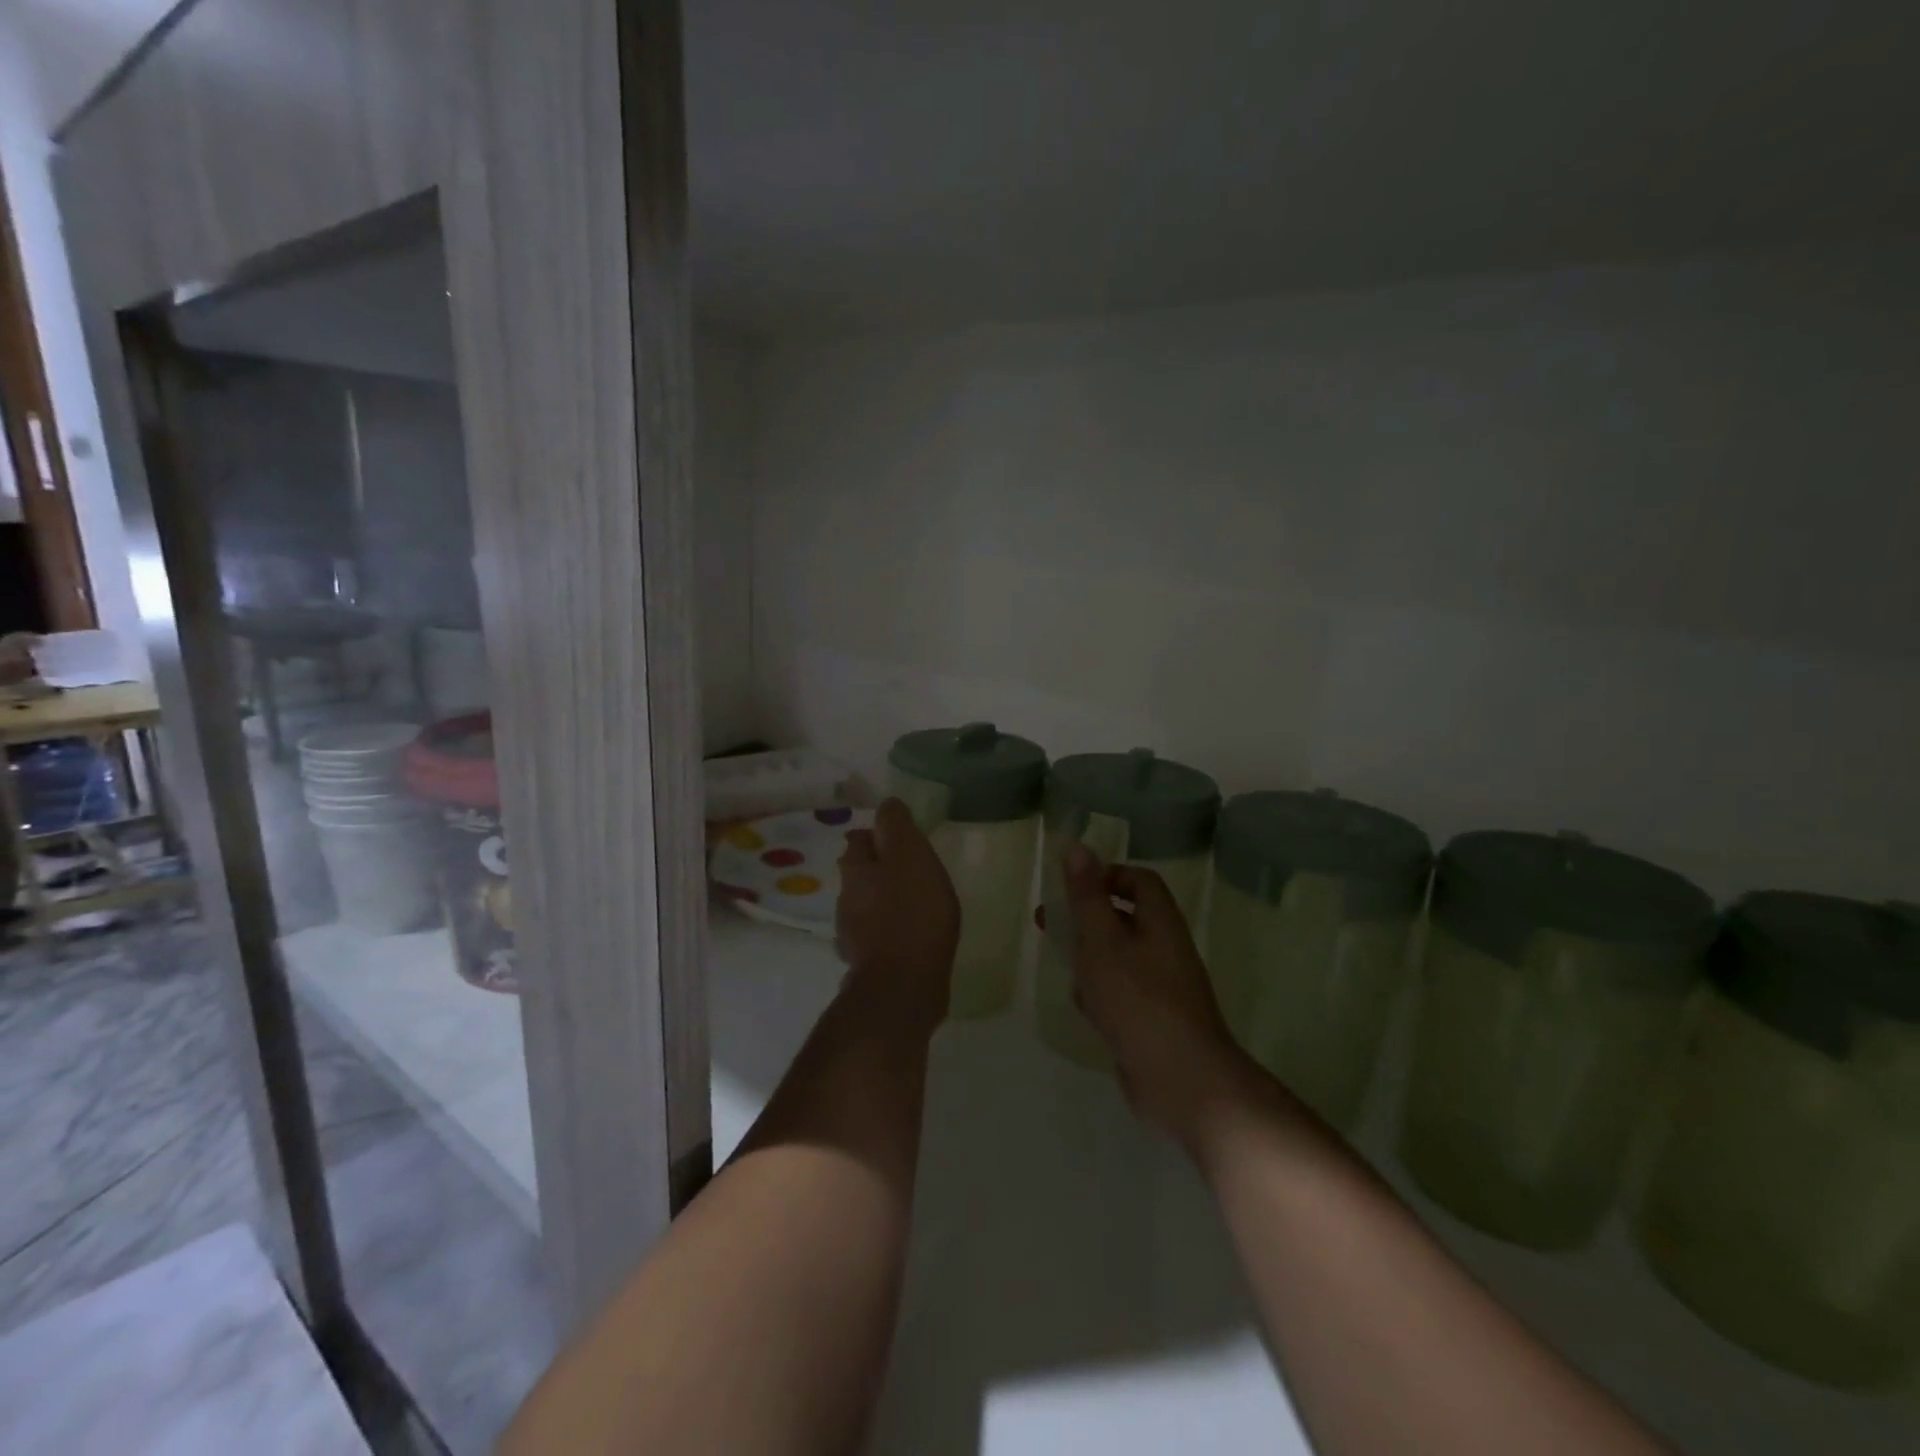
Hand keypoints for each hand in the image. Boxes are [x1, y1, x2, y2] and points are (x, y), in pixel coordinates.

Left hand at [835, 798, 960, 1033]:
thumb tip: (887, 804)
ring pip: (865, 905)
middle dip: (878, 868)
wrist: (902, 987)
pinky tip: (909, 936)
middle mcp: (846, 899)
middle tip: (910, 870)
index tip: (901, 839)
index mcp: (856, 869)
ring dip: (883, 900)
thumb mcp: (910, 856)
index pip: (859, 839)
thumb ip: (897, 827)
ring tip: (913, 903)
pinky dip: (889, 931)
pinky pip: (876, 936)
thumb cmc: (912, 913)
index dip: (878, 836)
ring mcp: (853, 935)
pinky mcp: (867, 964)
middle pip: (858, 874)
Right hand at [1056, 844, 1250, 1152]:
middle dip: (1086, 919)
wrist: (1182, 1081)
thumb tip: (1077, 847)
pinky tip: (1084, 1009)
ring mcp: (1163, 988)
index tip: (1072, 887)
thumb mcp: (1102, 941)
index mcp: (1160, 922)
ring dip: (1090, 959)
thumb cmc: (1137, 1000)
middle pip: (1125, 918)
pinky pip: (1123, 994)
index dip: (1107, 875)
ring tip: (1064, 968)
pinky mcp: (1154, 1021)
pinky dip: (1101, 994)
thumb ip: (1087, 896)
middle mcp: (1166, 948)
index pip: (1139, 880)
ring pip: (1120, 958)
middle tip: (1048, 923)